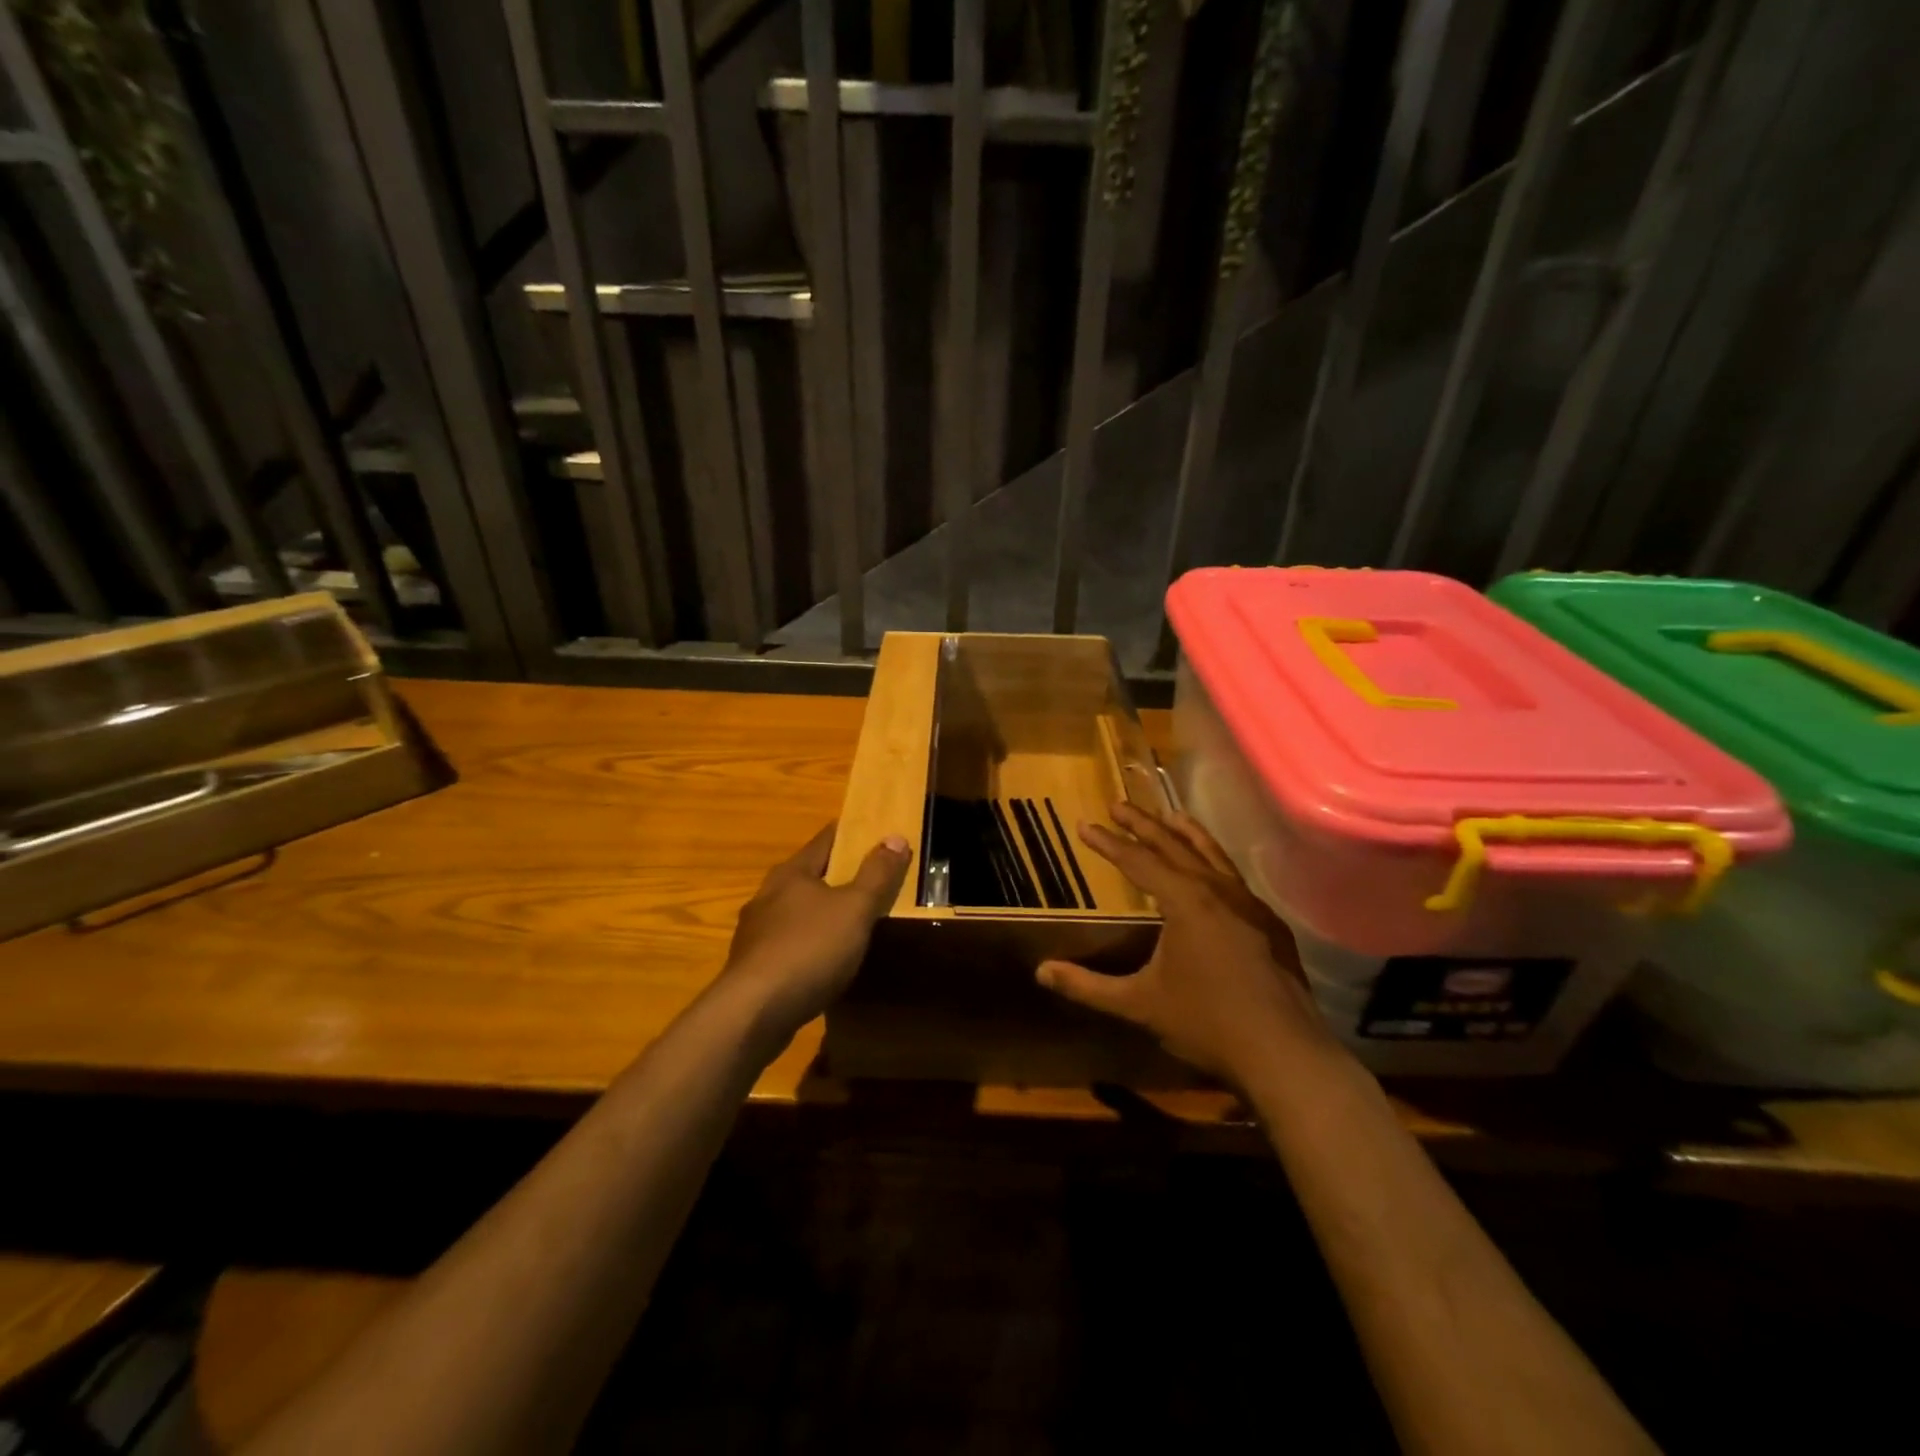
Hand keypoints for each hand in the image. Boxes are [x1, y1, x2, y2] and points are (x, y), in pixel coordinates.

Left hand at [719, 822, 910, 1043]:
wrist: (753, 1012)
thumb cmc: (809, 949)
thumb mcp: (855, 909)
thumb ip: (877, 874)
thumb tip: (895, 836)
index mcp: (791, 873)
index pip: (825, 840)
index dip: (850, 833)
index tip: (873, 831)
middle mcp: (768, 895)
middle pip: (808, 875)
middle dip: (836, 874)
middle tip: (869, 877)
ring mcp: (756, 932)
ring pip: (796, 911)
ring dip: (820, 912)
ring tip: (849, 920)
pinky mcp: (753, 966)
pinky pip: (788, 943)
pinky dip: (809, 943)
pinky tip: (823, 959)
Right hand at [1037, 802, 1338, 1083]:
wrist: (1285, 1054)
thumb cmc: (1206, 1024)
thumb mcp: (1139, 1004)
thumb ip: (1088, 987)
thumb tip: (1041, 972)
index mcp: (1186, 901)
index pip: (1138, 861)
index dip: (1109, 843)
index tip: (1085, 824)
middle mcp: (1218, 891)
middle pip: (1175, 846)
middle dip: (1143, 824)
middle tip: (1119, 804)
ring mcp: (1250, 905)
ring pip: (1212, 855)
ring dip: (1186, 833)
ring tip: (1169, 815)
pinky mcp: (1269, 924)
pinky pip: (1234, 878)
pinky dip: (1214, 862)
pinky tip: (1212, 871)